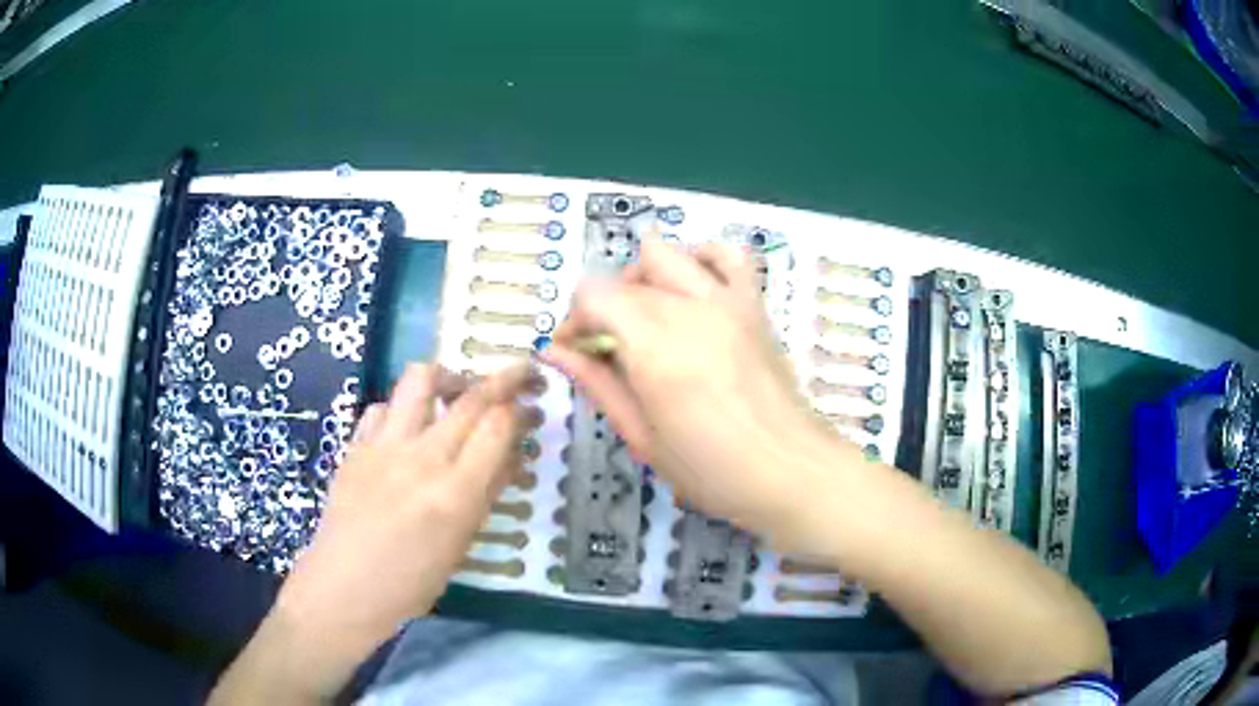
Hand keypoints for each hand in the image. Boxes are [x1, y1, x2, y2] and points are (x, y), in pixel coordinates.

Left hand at [272, 363, 531, 678]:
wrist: (344, 587)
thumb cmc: (411, 582)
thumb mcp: (461, 544)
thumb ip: (488, 493)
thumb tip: (513, 456)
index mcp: (455, 493)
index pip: (498, 426)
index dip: (521, 409)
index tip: (534, 407)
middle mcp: (422, 457)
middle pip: (471, 396)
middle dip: (506, 378)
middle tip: (522, 377)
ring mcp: (384, 445)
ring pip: (421, 378)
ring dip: (449, 376)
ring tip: (459, 391)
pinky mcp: (356, 444)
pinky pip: (384, 406)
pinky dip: (403, 406)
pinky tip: (408, 427)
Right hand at [542, 237, 846, 547]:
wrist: (789, 471)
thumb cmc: (711, 470)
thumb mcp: (643, 437)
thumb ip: (598, 384)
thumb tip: (553, 352)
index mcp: (656, 347)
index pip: (594, 295)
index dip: (573, 320)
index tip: (572, 352)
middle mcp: (689, 309)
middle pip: (624, 278)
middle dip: (602, 308)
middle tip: (604, 348)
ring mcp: (727, 301)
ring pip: (667, 253)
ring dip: (643, 278)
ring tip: (645, 315)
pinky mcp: (753, 304)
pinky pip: (727, 254)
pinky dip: (700, 258)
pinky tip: (691, 288)